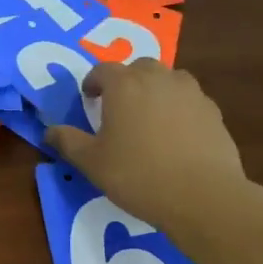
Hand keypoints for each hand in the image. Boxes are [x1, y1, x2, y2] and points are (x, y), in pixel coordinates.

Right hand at [44, 61, 244, 233]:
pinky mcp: (213, 112)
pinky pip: (190, 101)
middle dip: (126, 81)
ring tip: (149, 117)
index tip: (88, 98)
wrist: (202, 195)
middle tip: (118, 106)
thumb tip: (49, 131)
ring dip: (155, 90)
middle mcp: (158, 79)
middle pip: (139, 67)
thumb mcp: (91, 163)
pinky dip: (179, 109)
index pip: (102, 70)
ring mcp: (190, 93)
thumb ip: (68, 141)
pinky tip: (176, 135)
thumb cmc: (137, 175)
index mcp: (124, 85)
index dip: (92, 82)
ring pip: (169, 79)